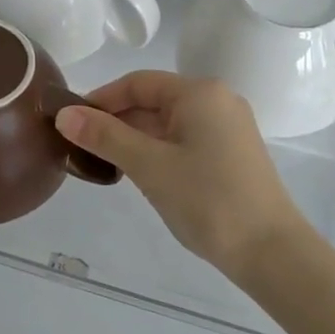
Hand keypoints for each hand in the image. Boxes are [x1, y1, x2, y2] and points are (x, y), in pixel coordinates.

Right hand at [54, 71, 307, 277]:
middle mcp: (217, 101)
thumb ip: (105, 137)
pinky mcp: (231, 154)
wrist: (270, 251)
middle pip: (153, 100)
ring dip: (134, 138)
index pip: (138, 83)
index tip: (70, 123)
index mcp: (199, 93)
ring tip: (101, 163)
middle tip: (80, 147)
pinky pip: (184, 140)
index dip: (101, 99)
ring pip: (168, 123)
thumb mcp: (149, 166)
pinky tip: (137, 174)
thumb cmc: (207, 200)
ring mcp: (228, 128)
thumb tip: (63, 114)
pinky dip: (157, 151)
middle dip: (116, 121)